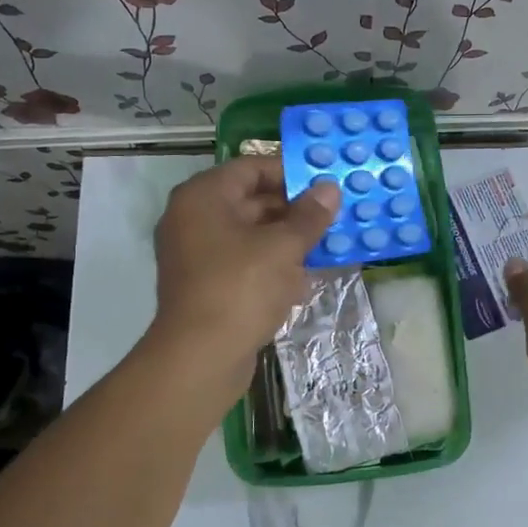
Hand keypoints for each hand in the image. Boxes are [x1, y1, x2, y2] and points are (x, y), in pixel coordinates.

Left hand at [151, 157, 339, 371]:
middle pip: (251, 200)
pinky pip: (245, 263)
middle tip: (333, 215)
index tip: (325, 185)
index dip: (290, 173)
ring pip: (251, 235)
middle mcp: (194, 219)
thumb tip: (329, 189)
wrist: (201, 358)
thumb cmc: (241, 288)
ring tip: (327, 245)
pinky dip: (273, 265)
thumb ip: (309, 215)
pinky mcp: (207, 285)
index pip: (252, 168)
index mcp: (204, 197)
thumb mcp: (283, 247)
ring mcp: (197, 254)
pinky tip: (305, 278)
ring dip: (288, 240)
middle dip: (294, 209)